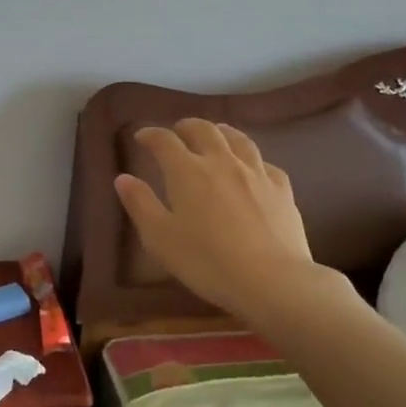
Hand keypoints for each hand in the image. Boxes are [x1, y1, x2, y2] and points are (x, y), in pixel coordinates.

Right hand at [115, 120, 319, 319]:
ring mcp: (256, 173)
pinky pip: (265, 163)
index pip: (164, 141)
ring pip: (238, 139)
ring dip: (222, 132)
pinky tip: (253, 168)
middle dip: (187, 126)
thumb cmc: (207, 262)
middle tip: (178, 131)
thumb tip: (123, 178)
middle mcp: (222, 161)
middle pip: (204, 130)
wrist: (271, 280)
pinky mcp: (282, 189)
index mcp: (187, 171)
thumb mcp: (160, 238)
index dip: (151, 134)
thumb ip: (140, 204)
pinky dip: (252, 159)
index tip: (142, 137)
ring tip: (216, 133)